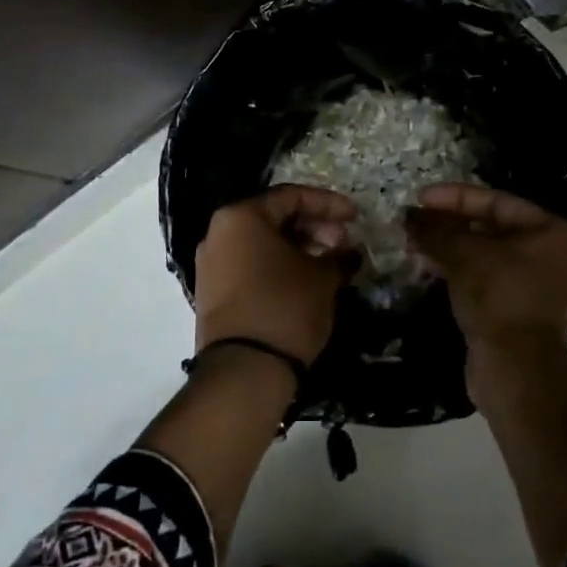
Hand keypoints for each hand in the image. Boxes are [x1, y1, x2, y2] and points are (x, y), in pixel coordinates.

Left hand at [194, 186, 357, 364]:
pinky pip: (250, 265)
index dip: (328, 203)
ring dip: (298, 247)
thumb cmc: (286, 306)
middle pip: (273, 217)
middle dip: (313, 227)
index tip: (355, 216)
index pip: (291, 196)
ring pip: (261, 243)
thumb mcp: (322, 278)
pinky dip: (278, 265)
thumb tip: (348, 252)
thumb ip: (338, 256)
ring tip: (329, 263)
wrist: (245, 369)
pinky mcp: (212, 292)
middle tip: (343, 243)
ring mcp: (211, 264)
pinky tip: (305, 279)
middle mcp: (218, 233)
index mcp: (241, 217)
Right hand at [405, 184, 566, 358]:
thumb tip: (409, 216)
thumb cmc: (499, 298)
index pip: (497, 201)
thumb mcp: (464, 255)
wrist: (516, 370)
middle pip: (491, 228)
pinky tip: (429, 267)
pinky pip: (485, 279)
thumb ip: (436, 230)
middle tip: (414, 222)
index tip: (420, 198)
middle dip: (449, 224)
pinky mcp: (518, 311)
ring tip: (414, 244)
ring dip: (450, 248)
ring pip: (485, 255)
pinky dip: (459, 271)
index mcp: (552, 232)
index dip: (455, 197)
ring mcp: (536, 285)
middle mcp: (551, 255)